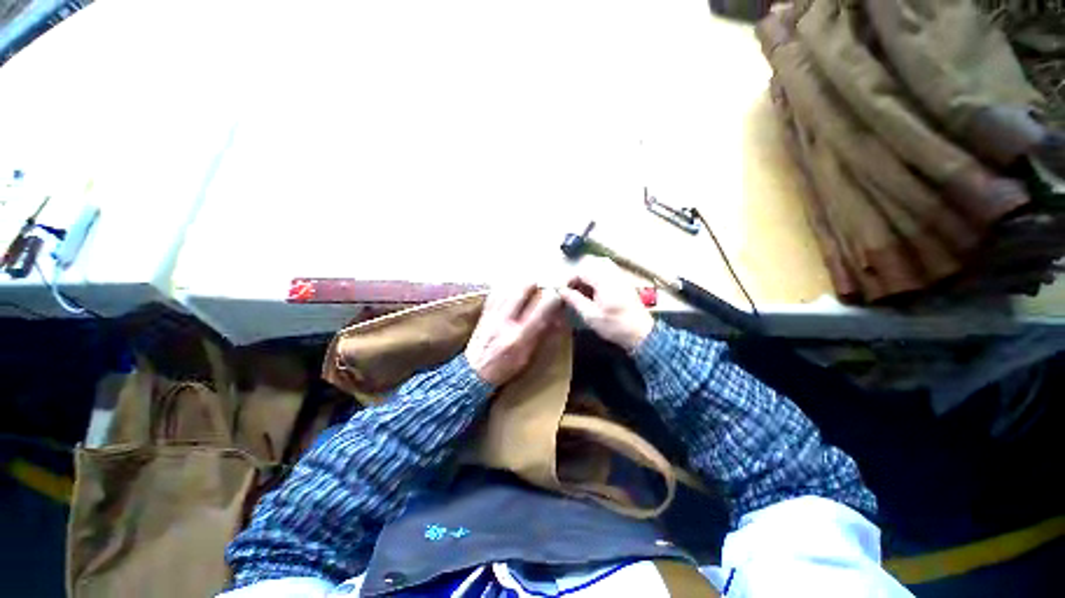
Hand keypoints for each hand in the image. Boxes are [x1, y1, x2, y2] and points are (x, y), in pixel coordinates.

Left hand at [465, 284, 562, 386]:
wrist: (472, 373)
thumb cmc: (503, 368)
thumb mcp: (527, 357)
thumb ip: (541, 336)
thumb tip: (557, 319)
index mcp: (519, 336)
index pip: (540, 310)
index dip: (552, 298)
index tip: (558, 294)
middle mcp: (505, 322)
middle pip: (521, 291)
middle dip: (535, 284)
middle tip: (542, 285)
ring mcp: (492, 315)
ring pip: (508, 288)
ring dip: (520, 284)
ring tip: (529, 285)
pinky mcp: (483, 313)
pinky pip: (495, 293)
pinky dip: (505, 287)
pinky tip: (511, 288)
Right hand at [558, 258, 654, 352]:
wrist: (640, 333)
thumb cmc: (614, 326)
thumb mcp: (591, 316)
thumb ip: (575, 300)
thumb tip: (561, 290)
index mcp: (604, 281)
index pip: (582, 271)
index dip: (569, 278)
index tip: (562, 289)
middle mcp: (613, 274)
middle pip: (591, 262)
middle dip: (578, 273)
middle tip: (571, 287)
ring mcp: (620, 276)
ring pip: (599, 263)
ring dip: (587, 272)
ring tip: (580, 287)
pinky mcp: (623, 280)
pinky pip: (607, 269)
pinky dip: (596, 274)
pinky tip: (593, 288)